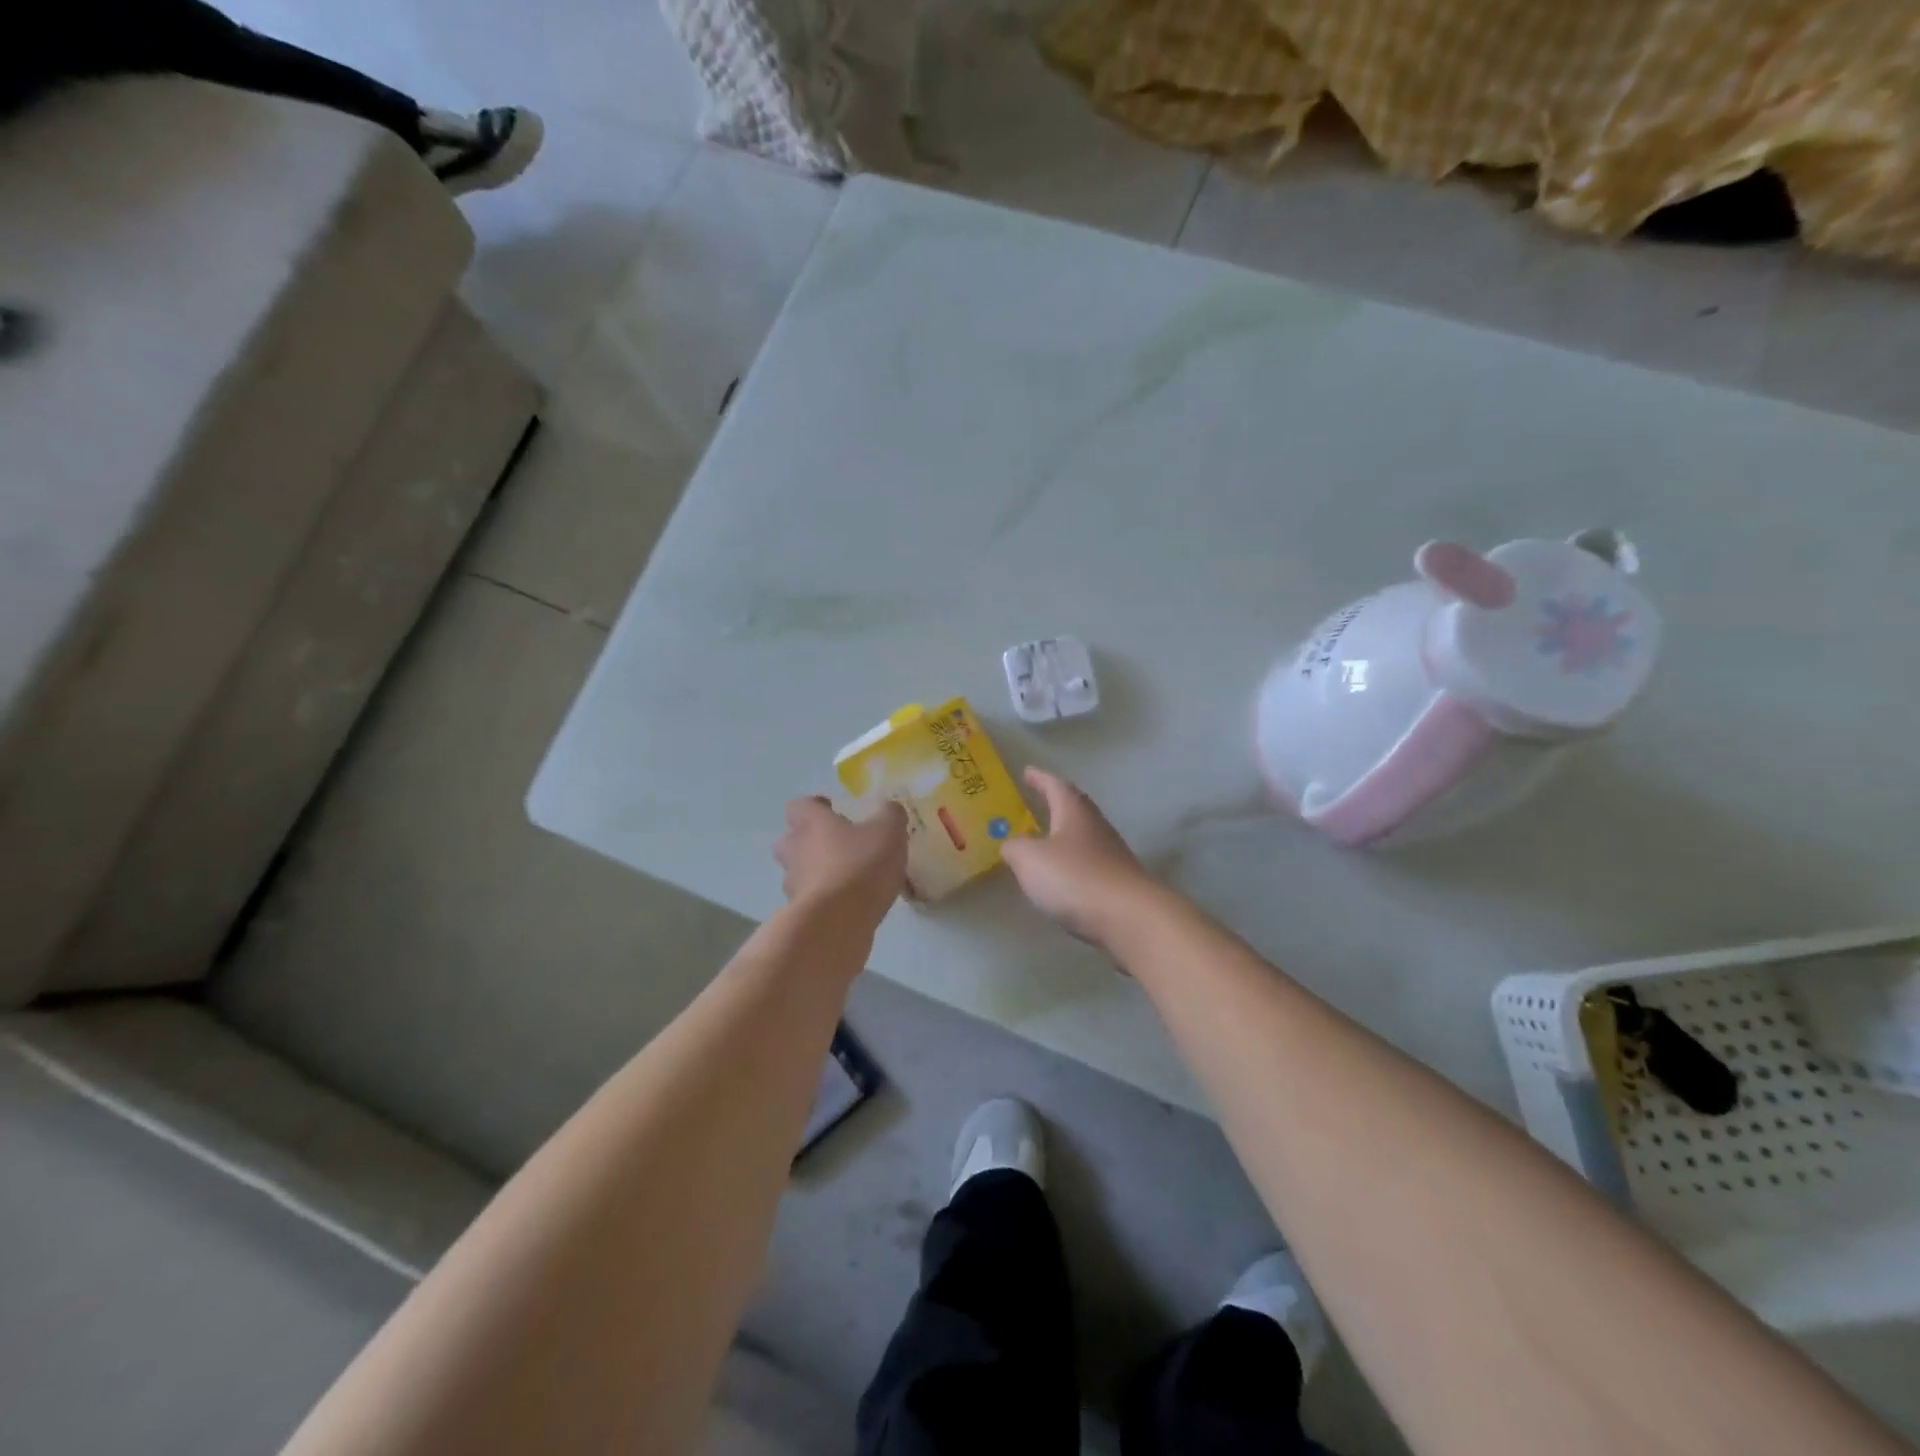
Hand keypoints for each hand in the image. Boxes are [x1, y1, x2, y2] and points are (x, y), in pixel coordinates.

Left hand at [775, 796, 907, 921]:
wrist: (837, 923)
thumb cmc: (860, 866)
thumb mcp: (888, 831)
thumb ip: (890, 815)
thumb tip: (889, 810)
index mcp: (812, 824)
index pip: (799, 806)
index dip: (815, 807)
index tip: (834, 812)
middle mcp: (796, 850)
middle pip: (789, 840)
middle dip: (808, 842)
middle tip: (837, 847)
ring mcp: (794, 885)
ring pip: (798, 873)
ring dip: (816, 874)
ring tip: (847, 880)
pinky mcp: (800, 914)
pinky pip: (811, 901)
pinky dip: (825, 901)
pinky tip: (850, 906)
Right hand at [1001, 768, 1155, 946]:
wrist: (1130, 918)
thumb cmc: (1075, 877)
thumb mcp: (1030, 859)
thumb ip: (1015, 848)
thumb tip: (1012, 844)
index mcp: (1074, 812)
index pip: (1055, 785)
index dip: (1039, 778)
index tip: (1027, 771)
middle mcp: (1096, 827)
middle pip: (1074, 808)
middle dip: (1055, 804)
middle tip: (1036, 801)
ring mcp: (1112, 855)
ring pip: (1083, 837)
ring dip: (1064, 836)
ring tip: (1043, 841)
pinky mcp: (1118, 883)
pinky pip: (1089, 865)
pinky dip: (1072, 865)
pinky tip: (1061, 878)